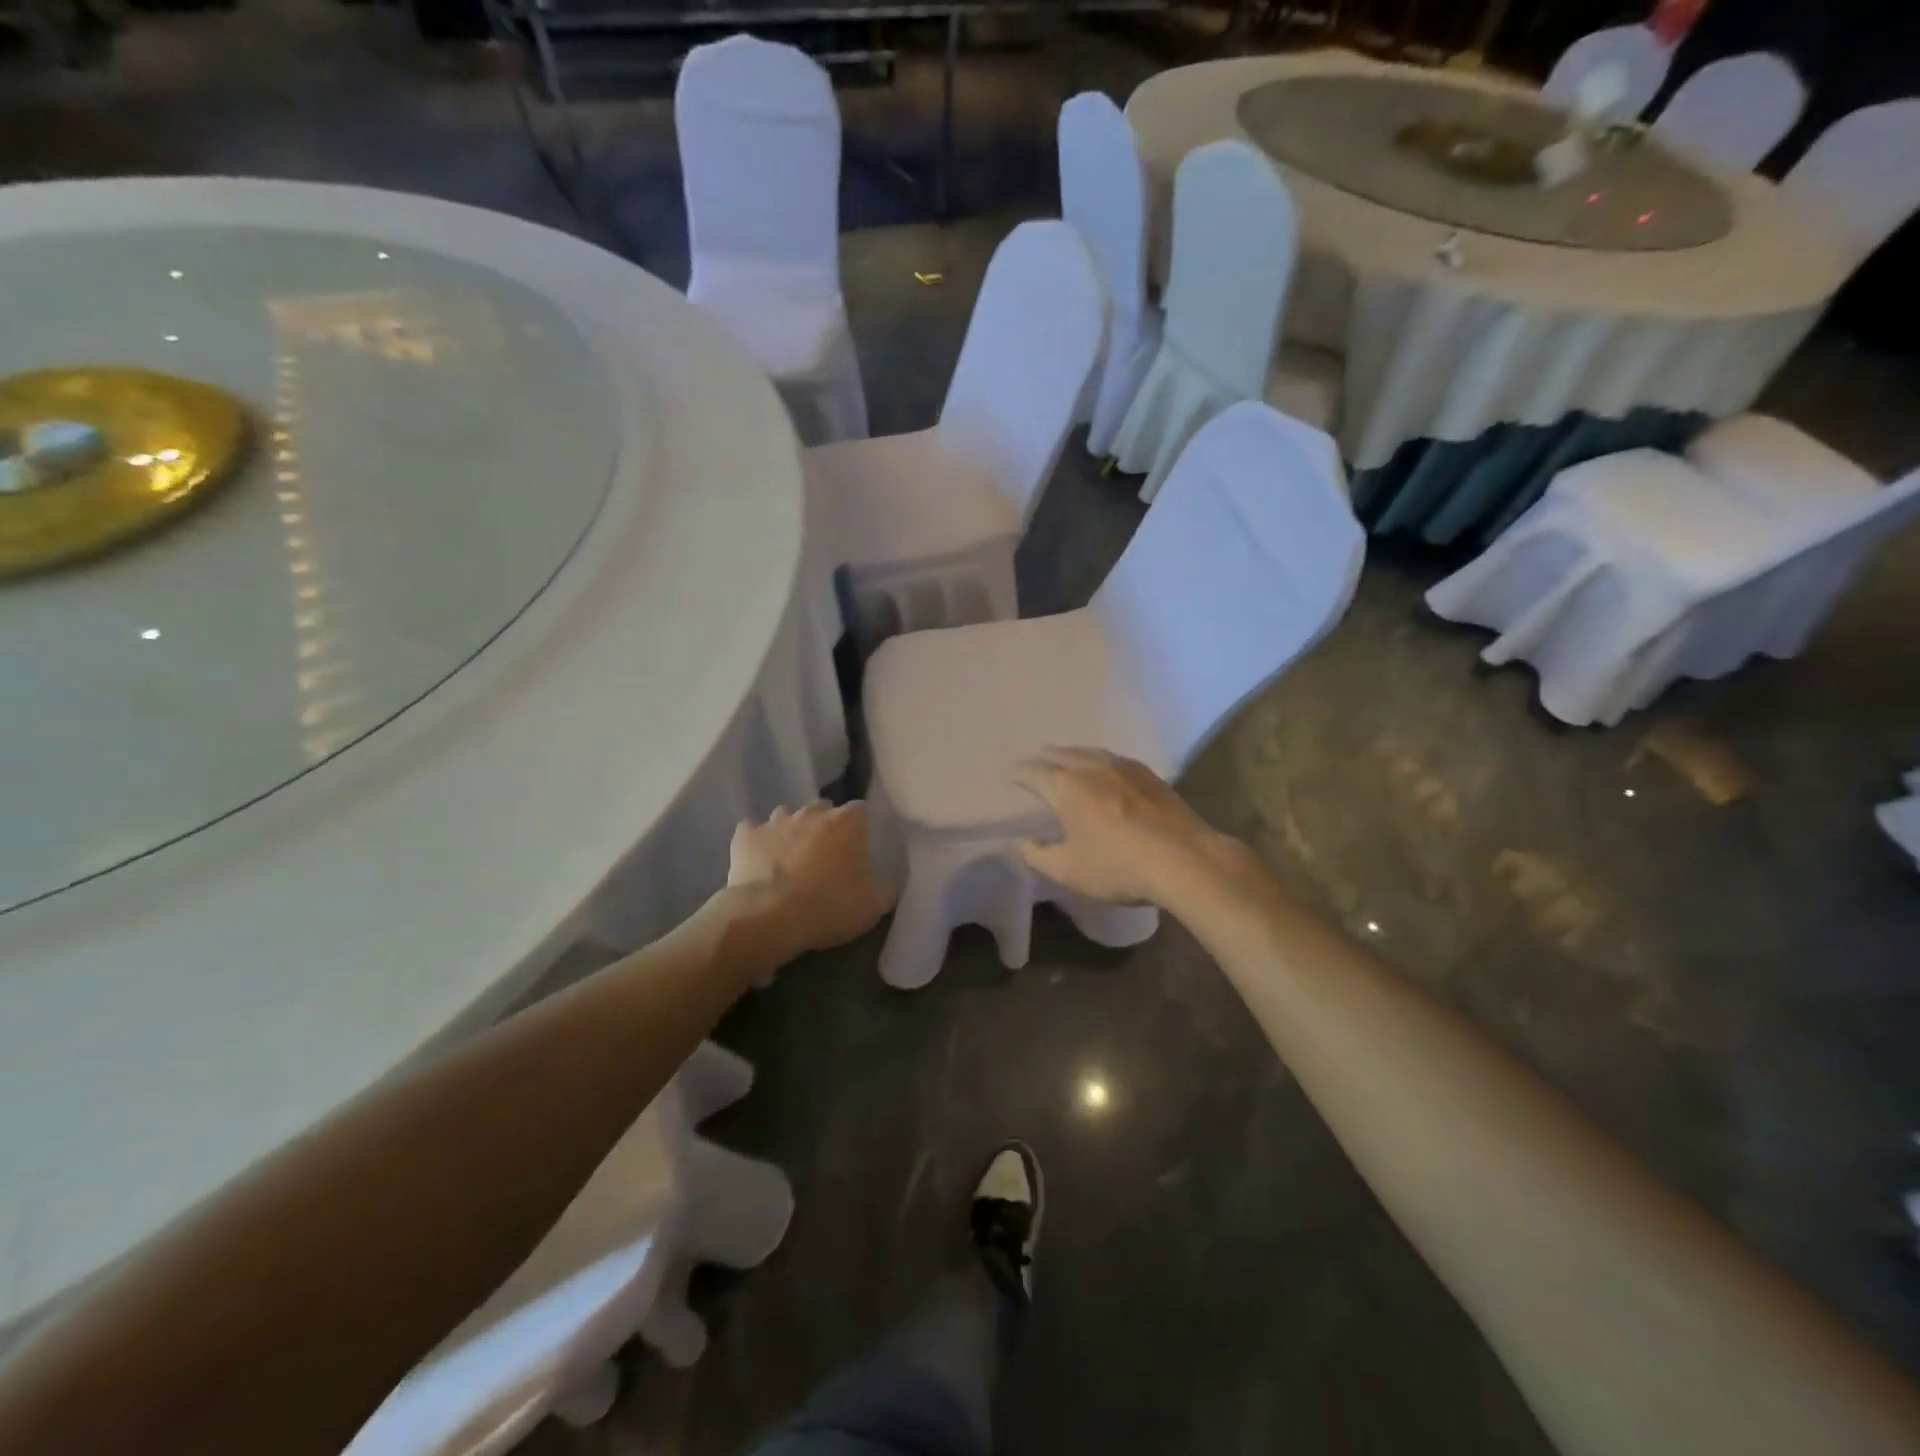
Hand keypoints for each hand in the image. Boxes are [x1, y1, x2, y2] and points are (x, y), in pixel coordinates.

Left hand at [728, 801, 894, 957]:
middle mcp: (812, 812)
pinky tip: (758, 861)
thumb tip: (886, 884)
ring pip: (786, 816)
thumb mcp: (873, 906)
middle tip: (824, 855)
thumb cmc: (829, 906)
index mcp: (847, 822)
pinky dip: (756, 843)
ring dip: (791, 832)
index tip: (858, 848)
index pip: (860, 810)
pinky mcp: (745, 836)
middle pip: (822, 808)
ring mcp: (775, 821)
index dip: (859, 828)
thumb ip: (884, 888)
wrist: (769, 917)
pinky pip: (752, 832)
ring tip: (790, 859)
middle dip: (824, 826)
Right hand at [1011, 747, 1227, 907]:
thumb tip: (1020, 841)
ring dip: (1070, 754)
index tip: (1009, 775)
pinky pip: (1112, 759)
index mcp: (1066, 787)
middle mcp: (1091, 767)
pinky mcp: (1148, 774)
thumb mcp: (1068, 870)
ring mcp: (1123, 767)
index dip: (1018, 774)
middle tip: (1033, 763)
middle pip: (1060, 754)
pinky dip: (1096, 760)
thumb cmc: (1119, 867)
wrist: (1186, 860)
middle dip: (1043, 758)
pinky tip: (1102, 770)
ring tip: (1063, 760)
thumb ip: (1037, 854)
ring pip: (1088, 752)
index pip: (1032, 772)